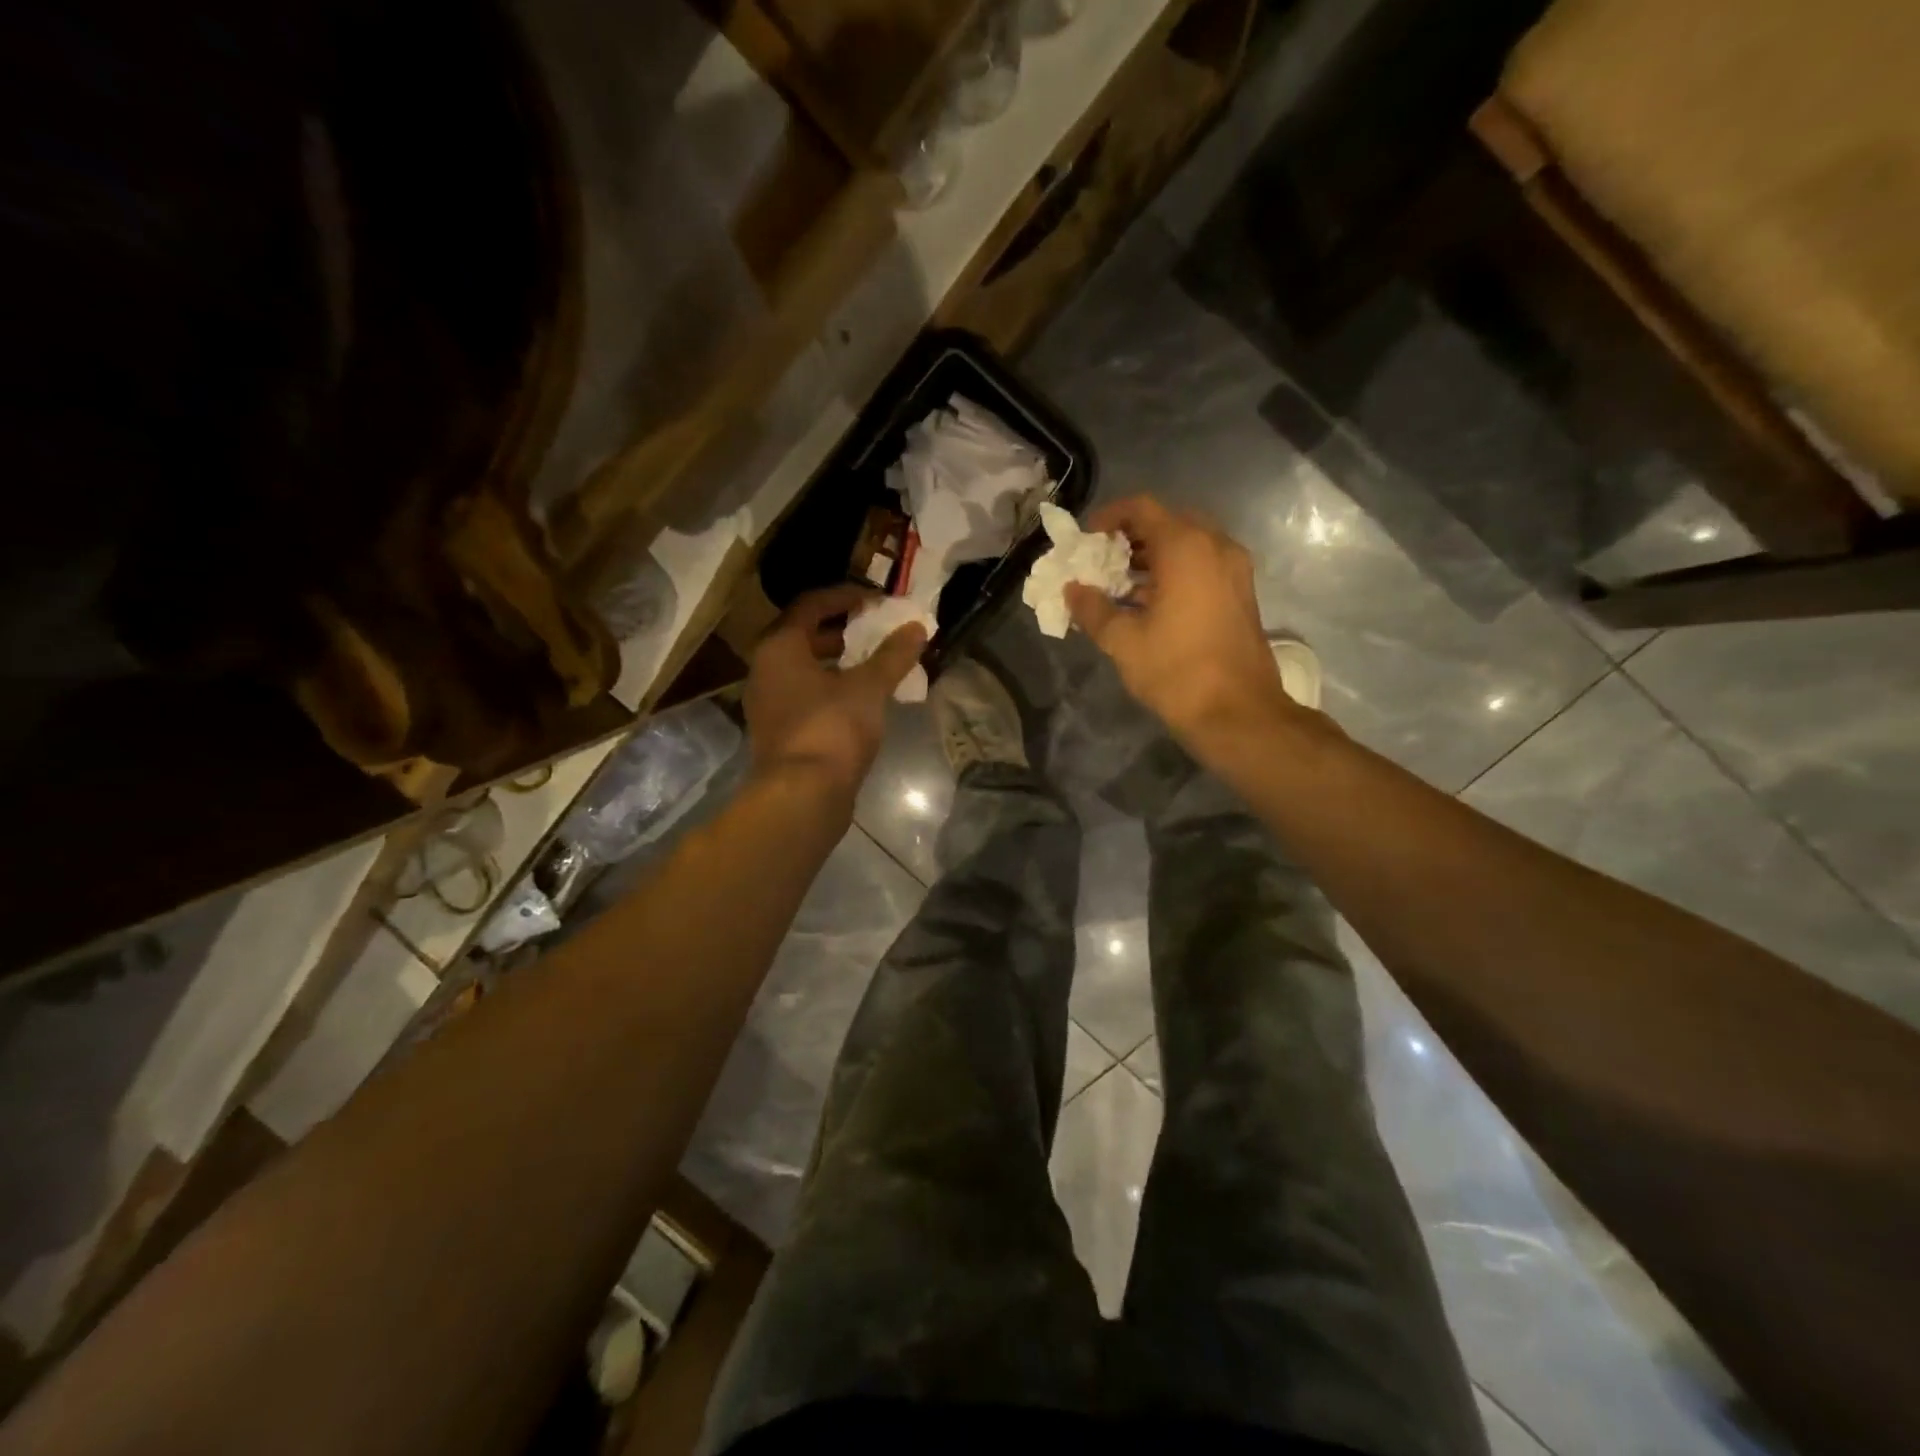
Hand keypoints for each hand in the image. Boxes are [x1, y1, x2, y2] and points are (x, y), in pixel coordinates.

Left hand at [744, 585, 927, 797]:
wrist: (803, 796)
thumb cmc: (832, 729)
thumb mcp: (869, 687)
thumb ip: (893, 655)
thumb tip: (916, 627)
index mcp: (779, 647)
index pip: (810, 604)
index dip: (846, 597)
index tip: (878, 601)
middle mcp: (765, 669)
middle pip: (805, 635)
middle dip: (844, 630)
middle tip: (878, 631)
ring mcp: (769, 703)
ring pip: (806, 668)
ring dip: (839, 661)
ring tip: (876, 663)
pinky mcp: (780, 731)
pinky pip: (807, 695)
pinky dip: (832, 688)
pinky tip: (863, 699)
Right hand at [1066, 496, 1297, 750]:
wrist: (1238, 712)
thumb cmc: (1176, 671)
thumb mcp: (1123, 641)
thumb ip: (1092, 609)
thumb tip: (1072, 590)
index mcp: (1186, 547)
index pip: (1142, 508)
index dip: (1109, 516)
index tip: (1086, 539)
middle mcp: (1216, 546)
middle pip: (1168, 522)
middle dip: (1131, 537)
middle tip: (1102, 560)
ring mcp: (1234, 569)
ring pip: (1188, 545)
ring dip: (1153, 557)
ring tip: (1119, 584)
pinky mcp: (1241, 593)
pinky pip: (1203, 565)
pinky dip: (1174, 572)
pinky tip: (1149, 603)